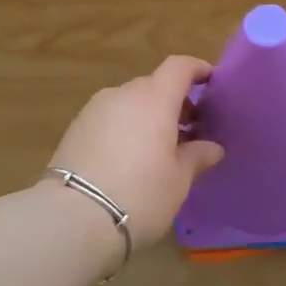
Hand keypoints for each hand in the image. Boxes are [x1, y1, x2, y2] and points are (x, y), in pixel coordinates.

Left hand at [47, 56, 225, 246]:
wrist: (73, 218)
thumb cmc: (140, 194)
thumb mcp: (178, 180)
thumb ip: (196, 156)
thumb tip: (212, 147)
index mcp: (154, 99)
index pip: (179, 67)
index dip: (197, 69)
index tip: (211, 82)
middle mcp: (123, 95)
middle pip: (154, 86)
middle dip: (174, 102)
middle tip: (189, 130)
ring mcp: (94, 110)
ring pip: (129, 103)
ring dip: (147, 116)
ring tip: (158, 149)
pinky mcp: (75, 129)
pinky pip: (110, 118)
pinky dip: (125, 128)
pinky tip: (129, 158)